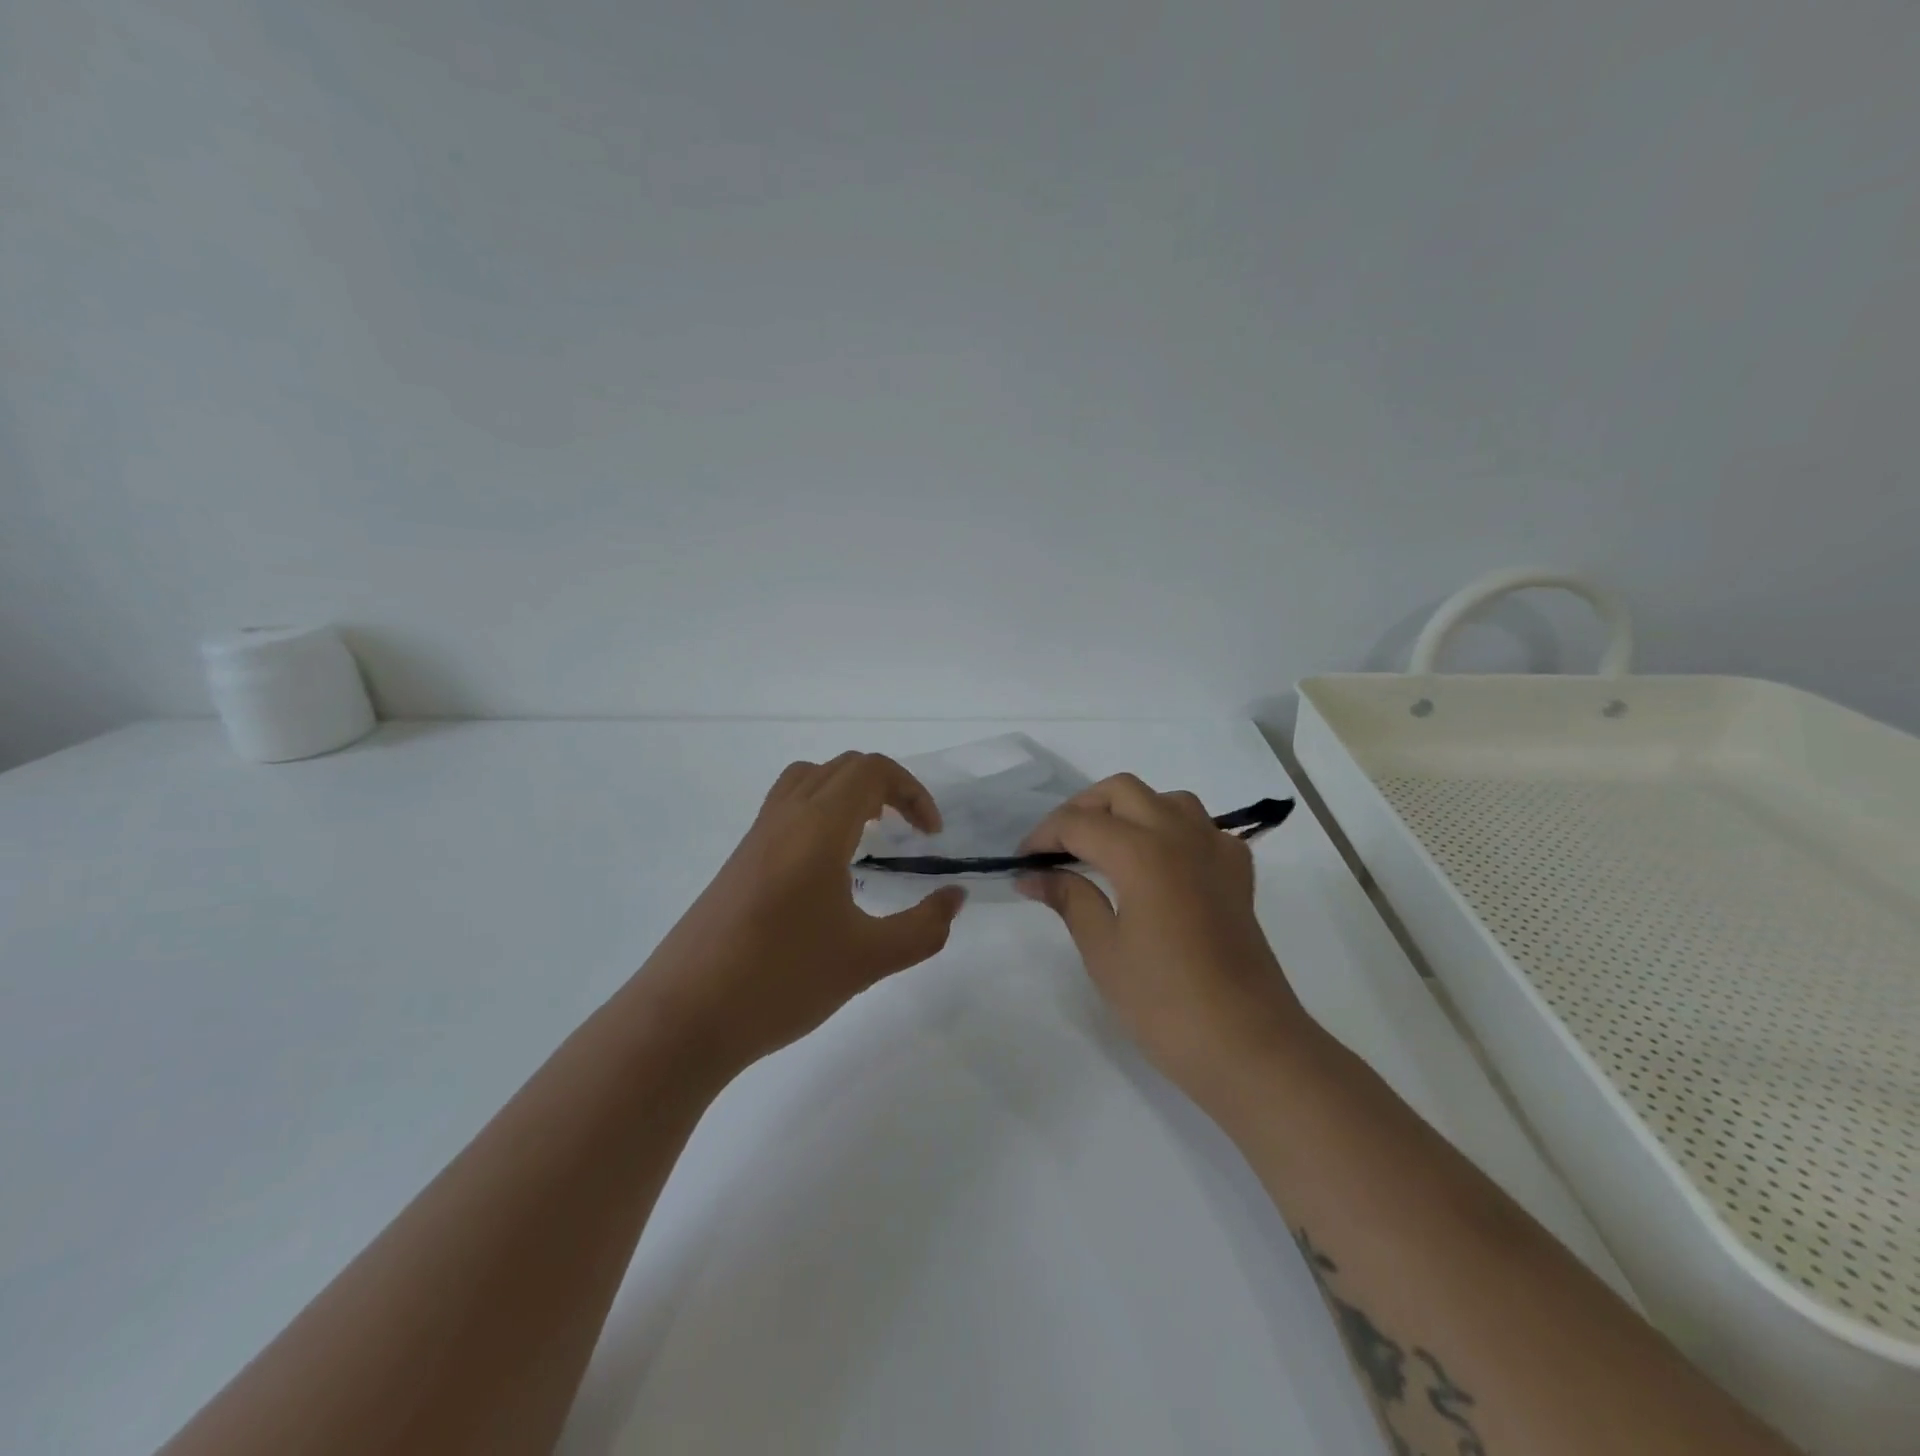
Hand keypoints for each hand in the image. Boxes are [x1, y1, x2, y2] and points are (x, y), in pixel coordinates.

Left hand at [638, 752, 966, 1074]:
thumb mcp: (868, 959)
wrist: (683, 1017)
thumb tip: (954, 898)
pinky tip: (826, 871)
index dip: (911, 791)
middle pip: (841, 768)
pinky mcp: (737, 863)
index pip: (871, 771)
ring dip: (847, 794)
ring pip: (807, 782)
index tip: (931, 836)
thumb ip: (923, 927)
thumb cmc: (781, 980)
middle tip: (907, 833)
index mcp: (818, 827)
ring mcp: (754, 838)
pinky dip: (818, 815)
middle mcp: (784, 818)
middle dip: (885, 788)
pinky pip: (785, 810)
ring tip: (868, 836)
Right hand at [1017, 774, 1307, 1090]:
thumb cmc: (1164, 1003)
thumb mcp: (1103, 950)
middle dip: (1082, 809)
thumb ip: (1069, 898)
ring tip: (1104, 848)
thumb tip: (1032, 875)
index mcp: (1142, 852)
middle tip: (1057, 848)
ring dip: (1128, 811)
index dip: (1043, 836)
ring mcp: (1216, 850)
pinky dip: (1171, 830)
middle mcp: (1180, 835)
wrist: (1248, 1046)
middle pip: (1121, 791)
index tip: (1022, 862)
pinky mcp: (1237, 873)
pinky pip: (1200, 827)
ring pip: (1165, 799)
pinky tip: (1158, 864)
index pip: (1079, 822)